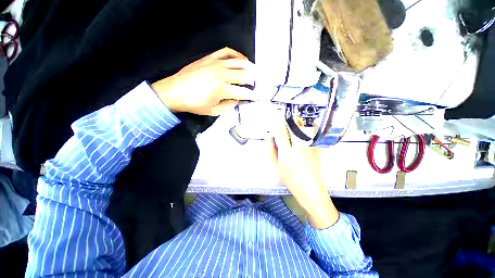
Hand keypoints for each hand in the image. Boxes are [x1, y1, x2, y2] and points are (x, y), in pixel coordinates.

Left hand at [152, 47, 256, 115]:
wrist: (174, 91)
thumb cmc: (194, 104)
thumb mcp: (213, 111)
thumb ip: (228, 107)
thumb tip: (237, 101)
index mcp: (223, 90)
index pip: (244, 92)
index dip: (253, 95)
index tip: (258, 96)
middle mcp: (222, 75)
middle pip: (245, 75)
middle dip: (253, 81)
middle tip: (256, 85)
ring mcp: (216, 64)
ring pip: (239, 62)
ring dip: (249, 67)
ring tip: (254, 72)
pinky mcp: (210, 58)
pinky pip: (227, 52)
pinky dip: (236, 54)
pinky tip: (241, 59)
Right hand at [269, 122, 338, 228]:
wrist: (310, 189)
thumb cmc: (290, 180)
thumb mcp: (276, 167)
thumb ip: (272, 151)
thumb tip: (270, 139)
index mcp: (287, 154)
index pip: (281, 133)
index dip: (277, 127)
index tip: (275, 127)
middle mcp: (299, 148)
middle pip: (294, 127)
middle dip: (288, 123)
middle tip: (284, 124)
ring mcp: (309, 148)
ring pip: (303, 129)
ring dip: (296, 126)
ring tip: (292, 129)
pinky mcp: (316, 149)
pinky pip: (309, 135)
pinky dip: (304, 133)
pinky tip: (300, 138)